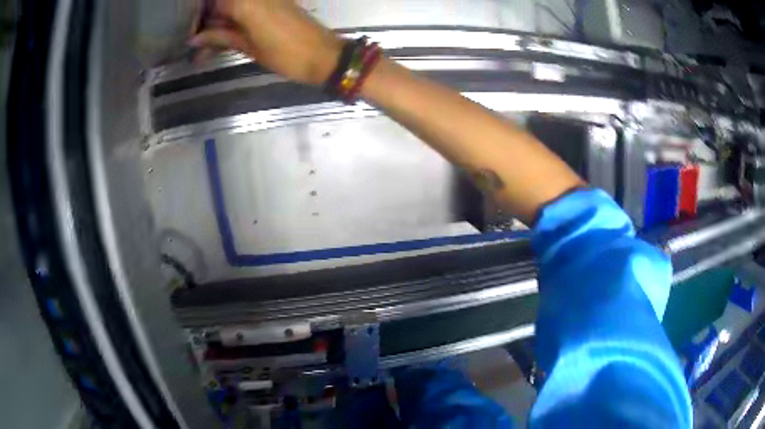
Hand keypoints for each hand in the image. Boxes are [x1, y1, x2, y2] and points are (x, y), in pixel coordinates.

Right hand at [189, 0, 343, 85]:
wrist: (324, 55)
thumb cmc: (286, 54)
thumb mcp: (249, 47)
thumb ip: (221, 37)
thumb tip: (194, 40)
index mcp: (246, 4)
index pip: (214, 3)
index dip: (199, 16)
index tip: (189, 31)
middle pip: (223, 2)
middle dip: (208, 18)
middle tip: (197, 39)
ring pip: (235, 5)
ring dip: (221, 21)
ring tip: (207, 43)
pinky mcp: (278, 2)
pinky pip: (250, 6)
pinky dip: (236, 19)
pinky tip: (226, 34)